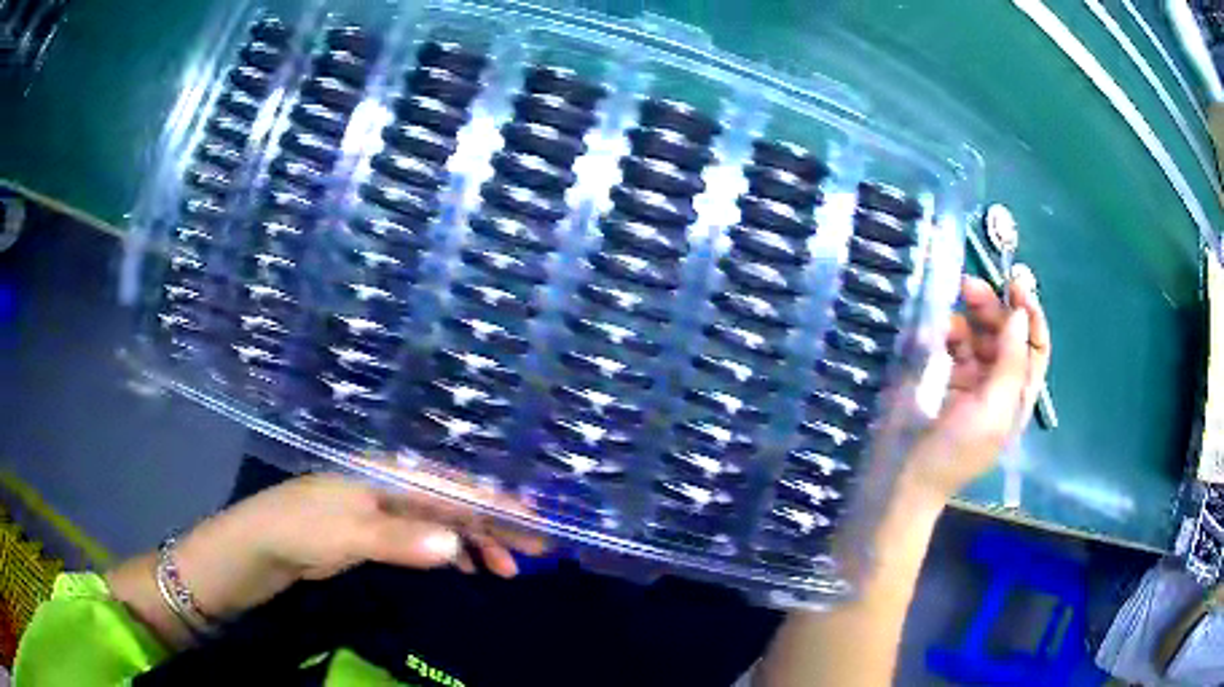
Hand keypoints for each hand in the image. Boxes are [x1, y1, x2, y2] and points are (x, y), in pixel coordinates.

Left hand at [109, 471, 545, 645]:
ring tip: (506, 570)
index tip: (534, 520)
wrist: (260, 545)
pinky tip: (465, 565)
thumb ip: (402, 538)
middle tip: (535, 552)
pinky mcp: (376, 530)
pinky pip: (425, 536)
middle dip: (495, 524)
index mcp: (387, 474)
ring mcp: (384, 508)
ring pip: (443, 520)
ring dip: (476, 542)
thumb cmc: (300, 530)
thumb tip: (458, 541)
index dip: (494, 502)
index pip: (451, 485)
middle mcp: (391, 485)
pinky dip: (449, 550)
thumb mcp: (349, 535)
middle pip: (454, 501)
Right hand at [904, 267, 1050, 499]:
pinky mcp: (944, 375)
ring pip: (978, 333)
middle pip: (1006, 333)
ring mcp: (971, 377)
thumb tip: (1019, 313)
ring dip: (969, 315)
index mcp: (1018, 394)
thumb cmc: (957, 449)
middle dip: (994, 307)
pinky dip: (947, 330)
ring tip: (950, 305)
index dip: (1030, 314)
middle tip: (970, 286)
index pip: (1036, 345)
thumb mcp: (993, 410)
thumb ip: (1011, 361)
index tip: (1015, 285)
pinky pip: (952, 343)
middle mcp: (999, 382)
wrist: (907, 475)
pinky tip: (937, 330)